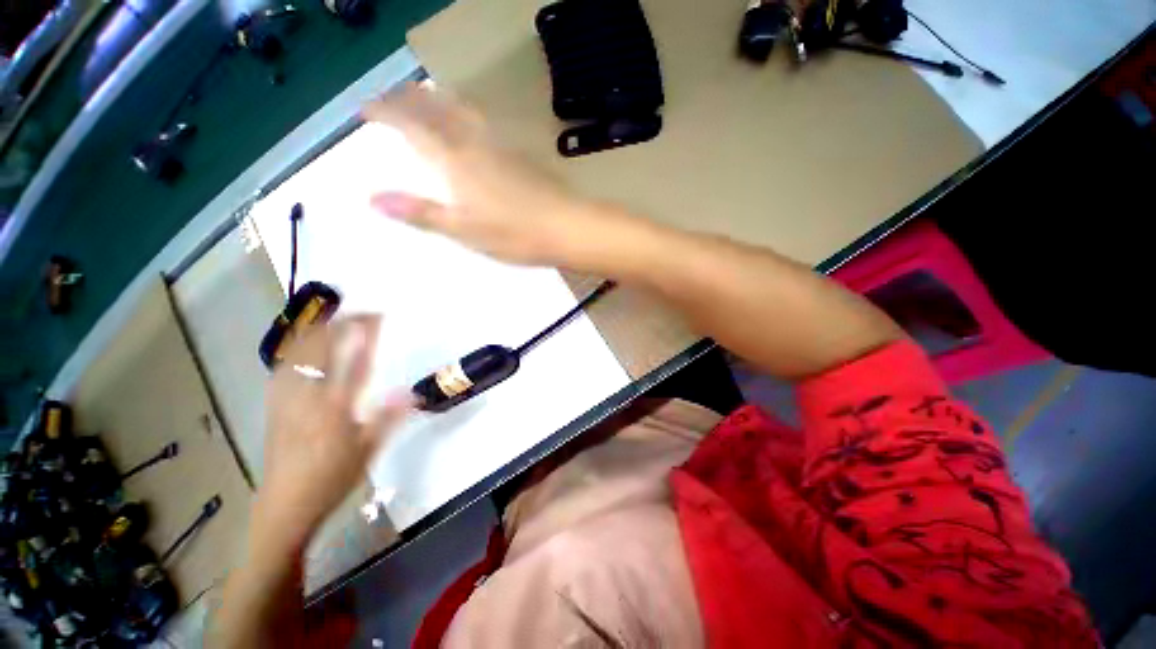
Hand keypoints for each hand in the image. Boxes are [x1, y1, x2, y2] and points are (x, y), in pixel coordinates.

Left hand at [258, 316, 411, 543]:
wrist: (284, 506)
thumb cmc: (332, 480)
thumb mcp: (368, 452)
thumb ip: (388, 418)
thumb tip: (412, 391)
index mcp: (334, 406)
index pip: (353, 358)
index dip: (366, 332)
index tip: (380, 316)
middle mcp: (306, 396)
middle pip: (319, 347)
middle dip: (340, 323)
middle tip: (361, 312)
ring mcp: (285, 398)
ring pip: (296, 352)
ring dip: (316, 330)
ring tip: (336, 319)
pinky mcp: (274, 405)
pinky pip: (283, 366)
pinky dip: (296, 347)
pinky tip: (305, 346)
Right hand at [362, 83, 601, 265]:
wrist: (567, 227)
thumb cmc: (515, 235)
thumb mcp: (464, 231)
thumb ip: (421, 213)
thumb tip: (373, 199)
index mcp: (456, 161)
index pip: (411, 124)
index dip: (385, 111)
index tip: (365, 107)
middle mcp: (476, 143)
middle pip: (436, 108)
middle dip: (409, 98)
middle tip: (392, 98)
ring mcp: (502, 145)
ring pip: (462, 110)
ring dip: (438, 100)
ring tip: (425, 100)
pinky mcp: (521, 154)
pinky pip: (484, 123)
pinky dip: (465, 115)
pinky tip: (471, 126)